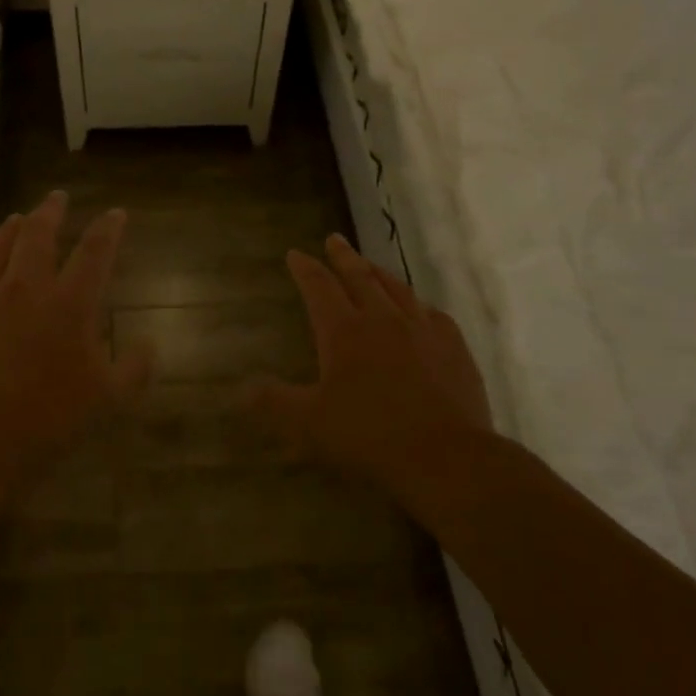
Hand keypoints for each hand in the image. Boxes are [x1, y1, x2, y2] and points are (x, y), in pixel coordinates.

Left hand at [0, 190, 151, 483]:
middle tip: (58, 198)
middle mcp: (26, 287)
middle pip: (39, 234)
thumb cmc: (46, 419)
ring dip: (12, 228)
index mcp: (69, 303)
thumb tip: (149, 346)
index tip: (115, 213)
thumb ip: (133, 369)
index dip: (108, 228)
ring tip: (19, 218)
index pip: (95, 251)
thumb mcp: (106, 400)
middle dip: (52, 211)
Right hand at [252, 233, 493, 518]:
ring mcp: (423, 330)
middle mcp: (383, 319)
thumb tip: (242, 389)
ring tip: (370, 266)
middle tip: (334, 239)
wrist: (446, 457)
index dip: (305, 268)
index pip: (319, 287)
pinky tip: (420, 310)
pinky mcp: (454, 348)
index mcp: (344, 331)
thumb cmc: (369, 436)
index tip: (295, 254)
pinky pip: (433, 314)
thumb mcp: (309, 424)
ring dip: (379, 273)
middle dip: (343, 257)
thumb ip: (274, 402)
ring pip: (397, 289)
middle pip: (359, 277)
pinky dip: (419, 305)